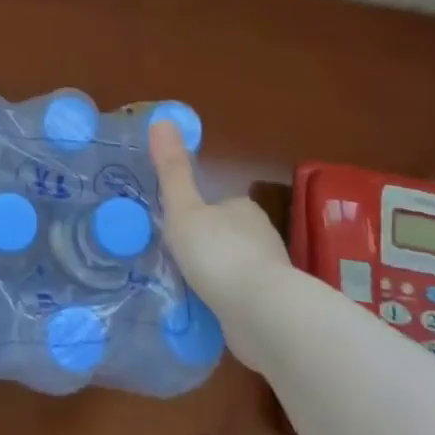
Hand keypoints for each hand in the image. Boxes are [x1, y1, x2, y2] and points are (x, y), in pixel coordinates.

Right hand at [149, 120, 290, 311]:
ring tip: (188, 288)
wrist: (263, 315)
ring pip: (236, 268)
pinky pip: (242, 298)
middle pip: (227, 235)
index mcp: (243, 208)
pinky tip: (209, 311)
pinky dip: (226, 302)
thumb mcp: (183, 209)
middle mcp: (262, 236)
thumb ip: (172, 170)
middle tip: (176, 260)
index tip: (176, 229)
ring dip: (217, 276)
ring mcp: (270, 274)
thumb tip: (161, 119)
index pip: (218, 204)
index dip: (197, 214)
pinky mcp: (273, 308)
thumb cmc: (218, 253)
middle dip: (207, 246)